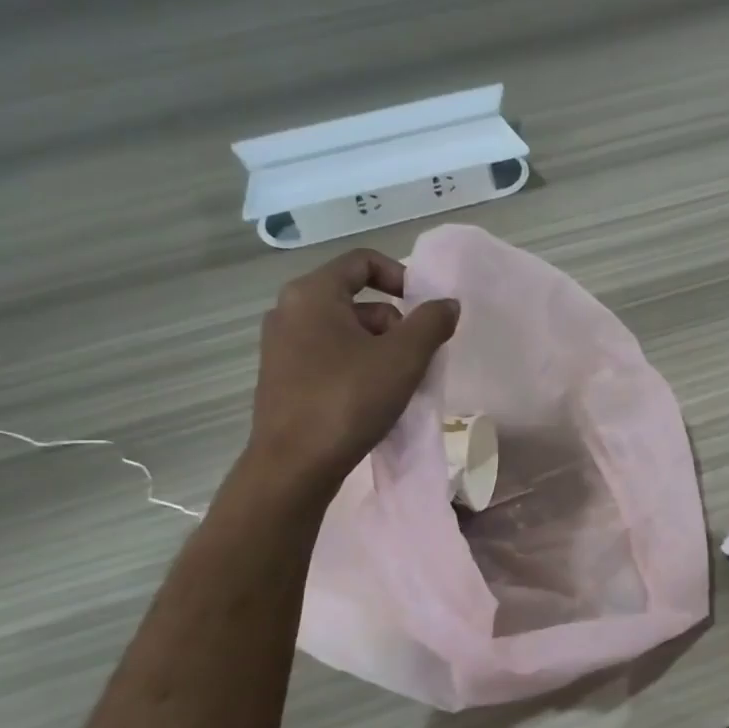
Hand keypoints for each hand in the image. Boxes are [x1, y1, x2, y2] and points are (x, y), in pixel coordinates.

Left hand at [245, 248, 458, 491]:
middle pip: (356, 301)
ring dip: (379, 350)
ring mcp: (281, 347)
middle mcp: (289, 311)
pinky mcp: (282, 380)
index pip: (362, 262)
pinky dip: (357, 369)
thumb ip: (431, 322)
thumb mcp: (403, 358)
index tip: (425, 309)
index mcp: (312, 293)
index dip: (401, 276)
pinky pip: (329, 358)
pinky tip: (374, 401)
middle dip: (395, 324)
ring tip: (401, 385)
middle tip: (418, 357)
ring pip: (345, 333)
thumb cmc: (348, 400)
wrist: (294, 466)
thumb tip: (448, 303)